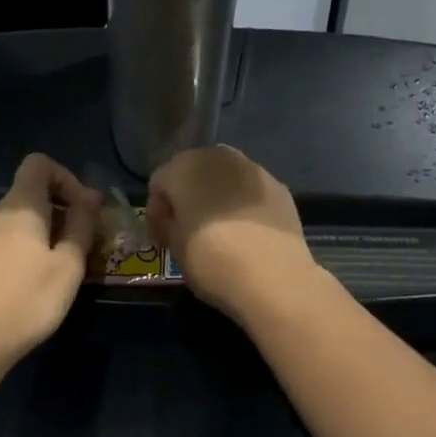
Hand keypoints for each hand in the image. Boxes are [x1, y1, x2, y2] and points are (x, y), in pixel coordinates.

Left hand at [0, 154, 102, 371]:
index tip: (82, 209)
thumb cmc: (27, 301)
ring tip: (51, 268)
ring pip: (11, 220)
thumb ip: (81, 225)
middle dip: (55, 210)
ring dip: (35, 233)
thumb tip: (91, 195)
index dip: (65, 177)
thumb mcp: (68, 266)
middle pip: (26, 194)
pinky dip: (15, 249)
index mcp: (19, 205)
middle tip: (75, 246)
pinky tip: (23, 283)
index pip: (39, 164)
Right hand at [147, 146, 318, 325]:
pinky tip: (244, 232)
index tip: (160, 240)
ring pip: (224, 177)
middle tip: (185, 229)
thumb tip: (173, 220)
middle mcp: (219, 158)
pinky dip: (241, 205)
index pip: (159, 183)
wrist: (274, 278)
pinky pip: (249, 191)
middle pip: (193, 172)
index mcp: (185, 169)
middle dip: (186, 197)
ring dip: (214, 197)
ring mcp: (254, 169)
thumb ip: (169, 225)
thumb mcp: (175, 248)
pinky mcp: (279, 187)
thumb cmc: (212, 261)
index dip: (156, 213)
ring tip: (216, 229)